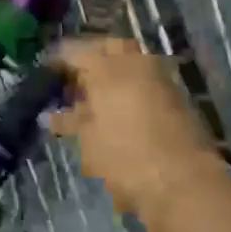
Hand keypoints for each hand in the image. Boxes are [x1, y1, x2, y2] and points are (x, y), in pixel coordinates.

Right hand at [50, 37, 224, 222]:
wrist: (185, 183)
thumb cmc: (125, 158)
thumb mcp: (89, 141)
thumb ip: (70, 122)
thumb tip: (51, 116)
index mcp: (107, 67)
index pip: (73, 51)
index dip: (57, 60)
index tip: (46, 71)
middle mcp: (135, 62)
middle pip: (107, 48)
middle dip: (90, 58)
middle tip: (74, 79)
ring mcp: (160, 77)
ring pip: (130, 61)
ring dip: (112, 73)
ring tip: (94, 98)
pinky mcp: (177, 96)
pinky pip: (146, 80)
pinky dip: (130, 87)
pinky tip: (118, 109)